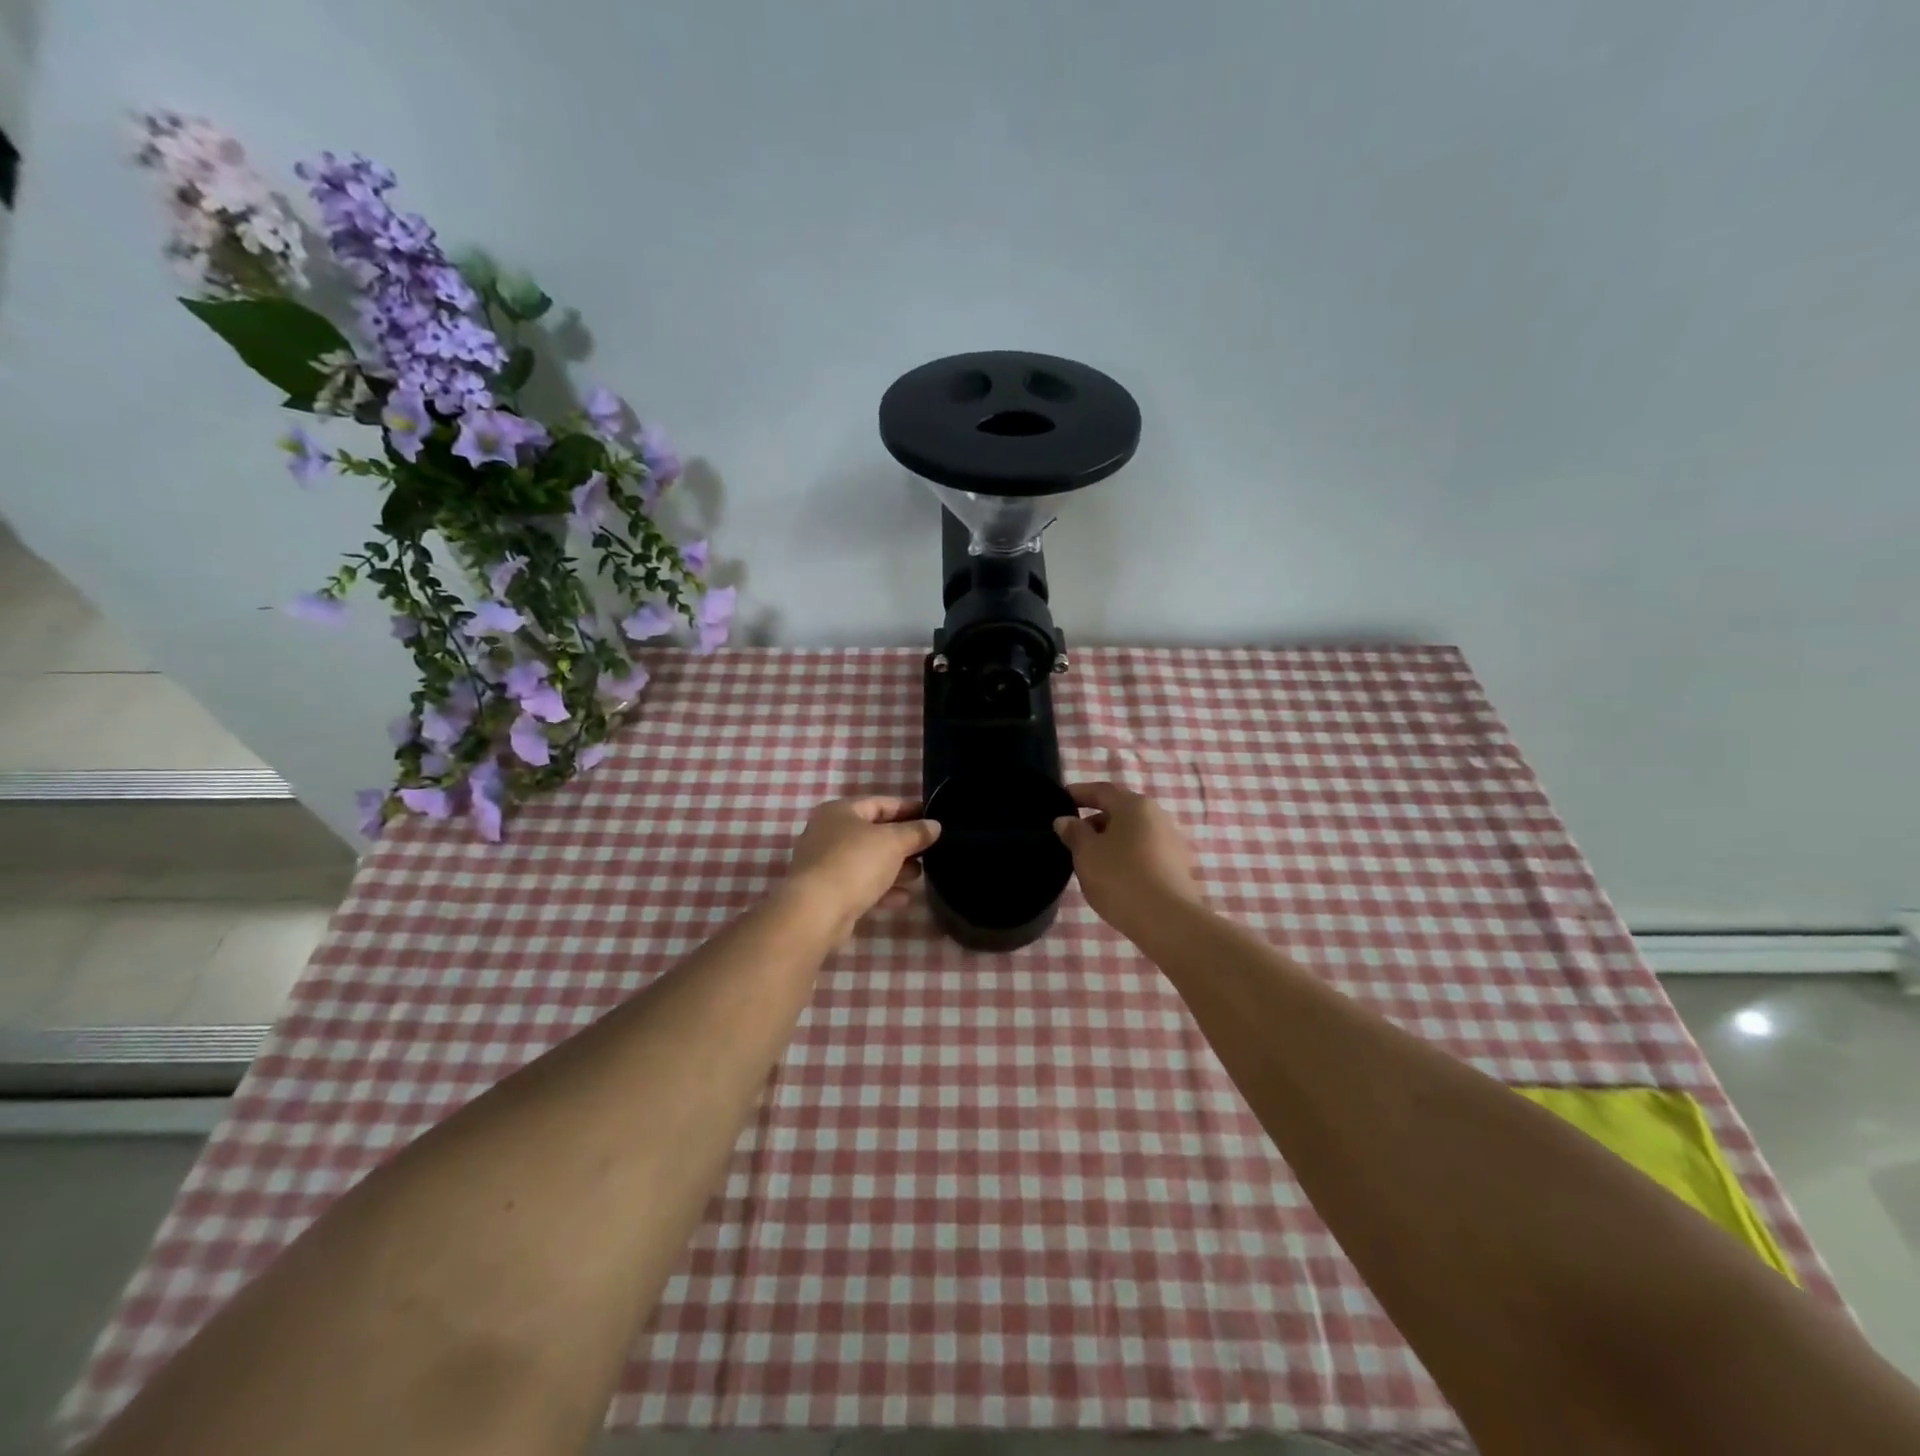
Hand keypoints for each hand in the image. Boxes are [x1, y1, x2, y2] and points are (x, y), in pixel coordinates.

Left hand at [785, 796, 940, 931]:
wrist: (816, 912)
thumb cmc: (855, 863)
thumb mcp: (892, 843)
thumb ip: (916, 832)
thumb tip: (934, 825)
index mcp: (841, 811)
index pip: (881, 803)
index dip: (909, 809)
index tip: (933, 817)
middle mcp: (829, 833)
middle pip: (874, 833)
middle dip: (903, 842)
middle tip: (931, 849)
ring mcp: (826, 864)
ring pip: (868, 861)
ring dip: (895, 867)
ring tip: (921, 874)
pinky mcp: (828, 892)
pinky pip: (861, 885)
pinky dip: (882, 889)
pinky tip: (904, 899)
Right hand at [1053, 781, 1202, 931]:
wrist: (1167, 921)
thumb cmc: (1120, 878)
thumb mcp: (1086, 854)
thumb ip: (1074, 832)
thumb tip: (1065, 820)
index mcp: (1134, 805)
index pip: (1102, 790)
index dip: (1079, 793)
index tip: (1061, 799)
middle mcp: (1157, 816)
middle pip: (1120, 811)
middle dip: (1094, 821)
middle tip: (1072, 838)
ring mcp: (1171, 842)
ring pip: (1132, 834)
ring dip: (1110, 841)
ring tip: (1090, 861)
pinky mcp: (1177, 867)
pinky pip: (1144, 853)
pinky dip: (1126, 857)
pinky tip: (1114, 876)